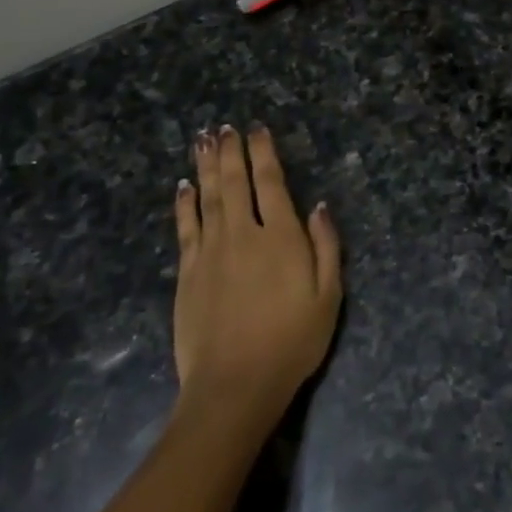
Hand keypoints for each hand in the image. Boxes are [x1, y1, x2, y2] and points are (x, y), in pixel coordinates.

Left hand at [173, 124, 341, 431]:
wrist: (235, 384)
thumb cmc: (292, 342)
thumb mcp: (328, 296)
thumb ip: (326, 247)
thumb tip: (318, 205)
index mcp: (281, 237)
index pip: (270, 182)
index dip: (263, 153)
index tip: (257, 130)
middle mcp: (243, 234)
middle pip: (235, 182)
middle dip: (230, 151)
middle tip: (224, 127)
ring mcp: (210, 251)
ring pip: (208, 197)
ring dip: (206, 166)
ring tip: (202, 140)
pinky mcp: (188, 272)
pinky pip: (186, 227)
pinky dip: (185, 203)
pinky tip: (183, 187)